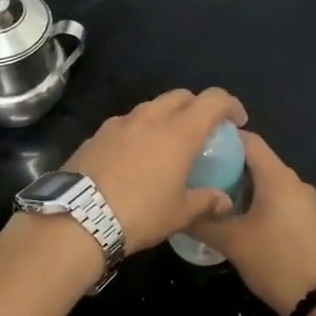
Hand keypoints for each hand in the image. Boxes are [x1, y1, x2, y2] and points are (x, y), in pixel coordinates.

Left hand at [67, 88, 248, 253]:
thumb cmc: (140, 213)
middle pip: (180, 96)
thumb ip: (206, 201)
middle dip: (196, 106)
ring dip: (165, 117)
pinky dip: (138, 132)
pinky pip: (126, 124)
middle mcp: (150, 117)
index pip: (213, 100)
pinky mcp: (97, 134)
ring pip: (151, 108)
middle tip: (202, 131)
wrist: (78, 218)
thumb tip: (224, 200)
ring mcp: (119, 123)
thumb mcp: (179, 214)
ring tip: (167, 144)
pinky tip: (135, 157)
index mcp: (179, 131)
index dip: (229, 105)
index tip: (237, 121)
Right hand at [187, 132, 315, 315]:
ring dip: (242, 183)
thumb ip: (202, 223)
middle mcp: (294, 181)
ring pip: (268, 180)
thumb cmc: (274, 261)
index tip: (197, 143)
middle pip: (258, 160)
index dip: (223, 137)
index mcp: (277, 177)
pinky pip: (279, 197)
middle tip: (199, 171)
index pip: (249, 140)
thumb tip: (176, 213)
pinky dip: (257, 198)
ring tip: (212, 193)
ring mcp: (304, 201)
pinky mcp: (308, 219)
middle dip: (229, 163)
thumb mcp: (231, 242)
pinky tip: (238, 215)